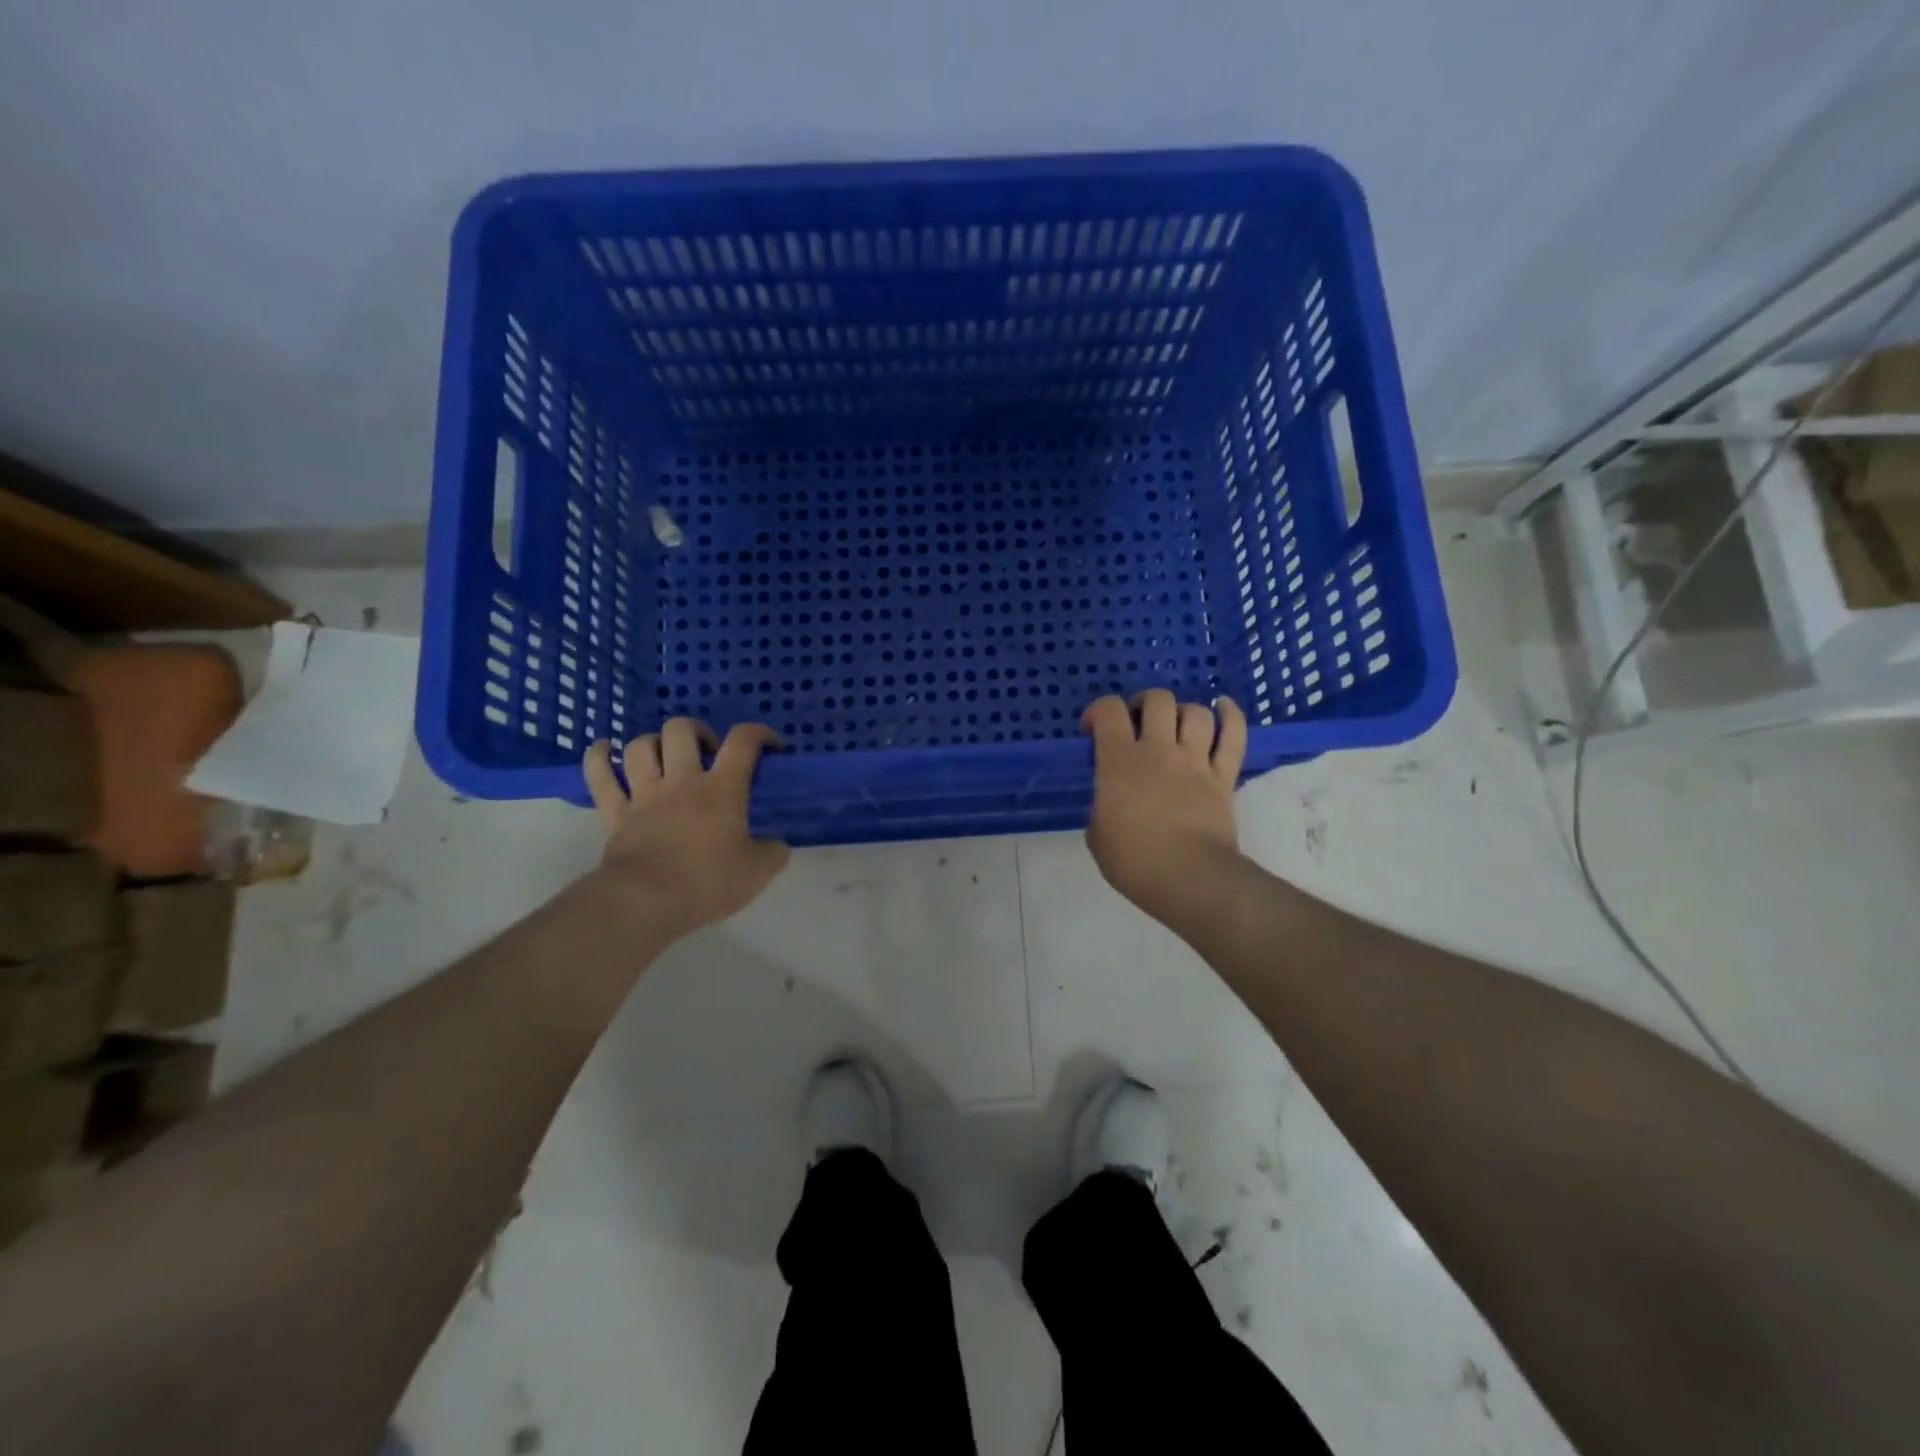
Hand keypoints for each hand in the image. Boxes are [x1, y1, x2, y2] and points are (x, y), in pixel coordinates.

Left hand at [582, 719, 789, 935]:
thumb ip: (773, 853)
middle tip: (708, 752)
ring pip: (640, 746)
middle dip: (697, 731)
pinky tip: (603, 749)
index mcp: (721, 789)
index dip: (759, 734)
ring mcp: (643, 794)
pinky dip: (598, 758)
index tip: (769, 746)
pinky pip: (599, 776)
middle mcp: (681, 780)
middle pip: (682, 730)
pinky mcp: (615, 813)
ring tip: (665, 755)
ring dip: (654, 743)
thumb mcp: (757, 873)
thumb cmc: (706, 884)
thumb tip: (777, 845)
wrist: (645, 903)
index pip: (743, 742)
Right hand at [1082, 691, 1247, 930]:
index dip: (1097, 711)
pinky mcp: (1224, 777)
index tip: (1093, 731)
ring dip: (1182, 712)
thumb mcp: (1097, 835)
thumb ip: (1102, 806)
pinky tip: (1221, 707)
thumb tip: (1112, 802)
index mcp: (1119, 761)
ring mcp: (1195, 761)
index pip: (1108, 710)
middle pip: (1157, 700)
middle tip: (1137, 725)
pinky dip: (1230, 715)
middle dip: (1143, 704)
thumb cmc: (1134, 861)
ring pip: (1195, 712)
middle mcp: (1158, 750)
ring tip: (1175, 726)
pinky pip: (1233, 736)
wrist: (1190, 880)